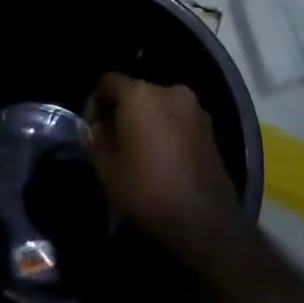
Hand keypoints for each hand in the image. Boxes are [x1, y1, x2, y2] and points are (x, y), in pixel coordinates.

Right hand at [86, 74, 239, 261]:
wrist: (202, 220)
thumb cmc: (146, 189)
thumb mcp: (106, 166)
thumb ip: (96, 139)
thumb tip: (97, 128)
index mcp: (140, 94)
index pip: (108, 82)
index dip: (94, 102)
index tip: (92, 130)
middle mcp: (170, 91)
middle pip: (136, 92)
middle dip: (122, 112)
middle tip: (113, 140)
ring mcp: (195, 109)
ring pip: (160, 107)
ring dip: (146, 121)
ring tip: (139, 151)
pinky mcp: (211, 129)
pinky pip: (179, 121)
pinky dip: (167, 131)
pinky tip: (163, 158)